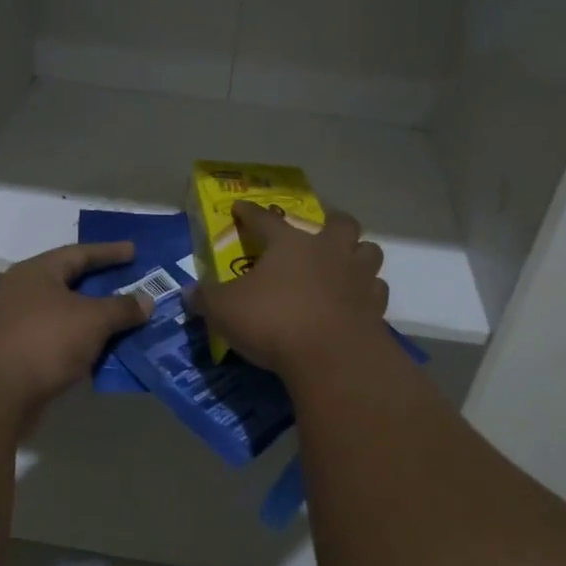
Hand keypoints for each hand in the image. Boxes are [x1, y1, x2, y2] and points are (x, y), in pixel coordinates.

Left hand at [0, 242, 153, 408]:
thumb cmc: (45, 341)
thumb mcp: (93, 320)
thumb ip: (122, 308)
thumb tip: (147, 300)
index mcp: (38, 272)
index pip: (79, 253)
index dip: (109, 252)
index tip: (134, 252)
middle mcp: (24, 292)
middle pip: (71, 283)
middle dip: (103, 287)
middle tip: (133, 286)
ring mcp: (18, 324)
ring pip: (66, 315)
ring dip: (95, 319)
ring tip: (126, 321)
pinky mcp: (19, 354)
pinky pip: (60, 341)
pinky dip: (82, 343)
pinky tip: (105, 352)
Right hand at [194, 203, 388, 378]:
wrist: (331, 357)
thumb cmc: (273, 322)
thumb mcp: (224, 310)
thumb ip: (205, 298)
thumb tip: (188, 293)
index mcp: (290, 244)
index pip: (265, 219)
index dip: (250, 213)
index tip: (241, 208)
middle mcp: (328, 251)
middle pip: (340, 223)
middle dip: (331, 222)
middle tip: (320, 232)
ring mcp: (358, 277)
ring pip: (368, 251)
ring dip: (358, 254)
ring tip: (345, 264)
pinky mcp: (375, 307)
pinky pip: (376, 291)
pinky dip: (367, 292)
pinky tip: (355, 301)